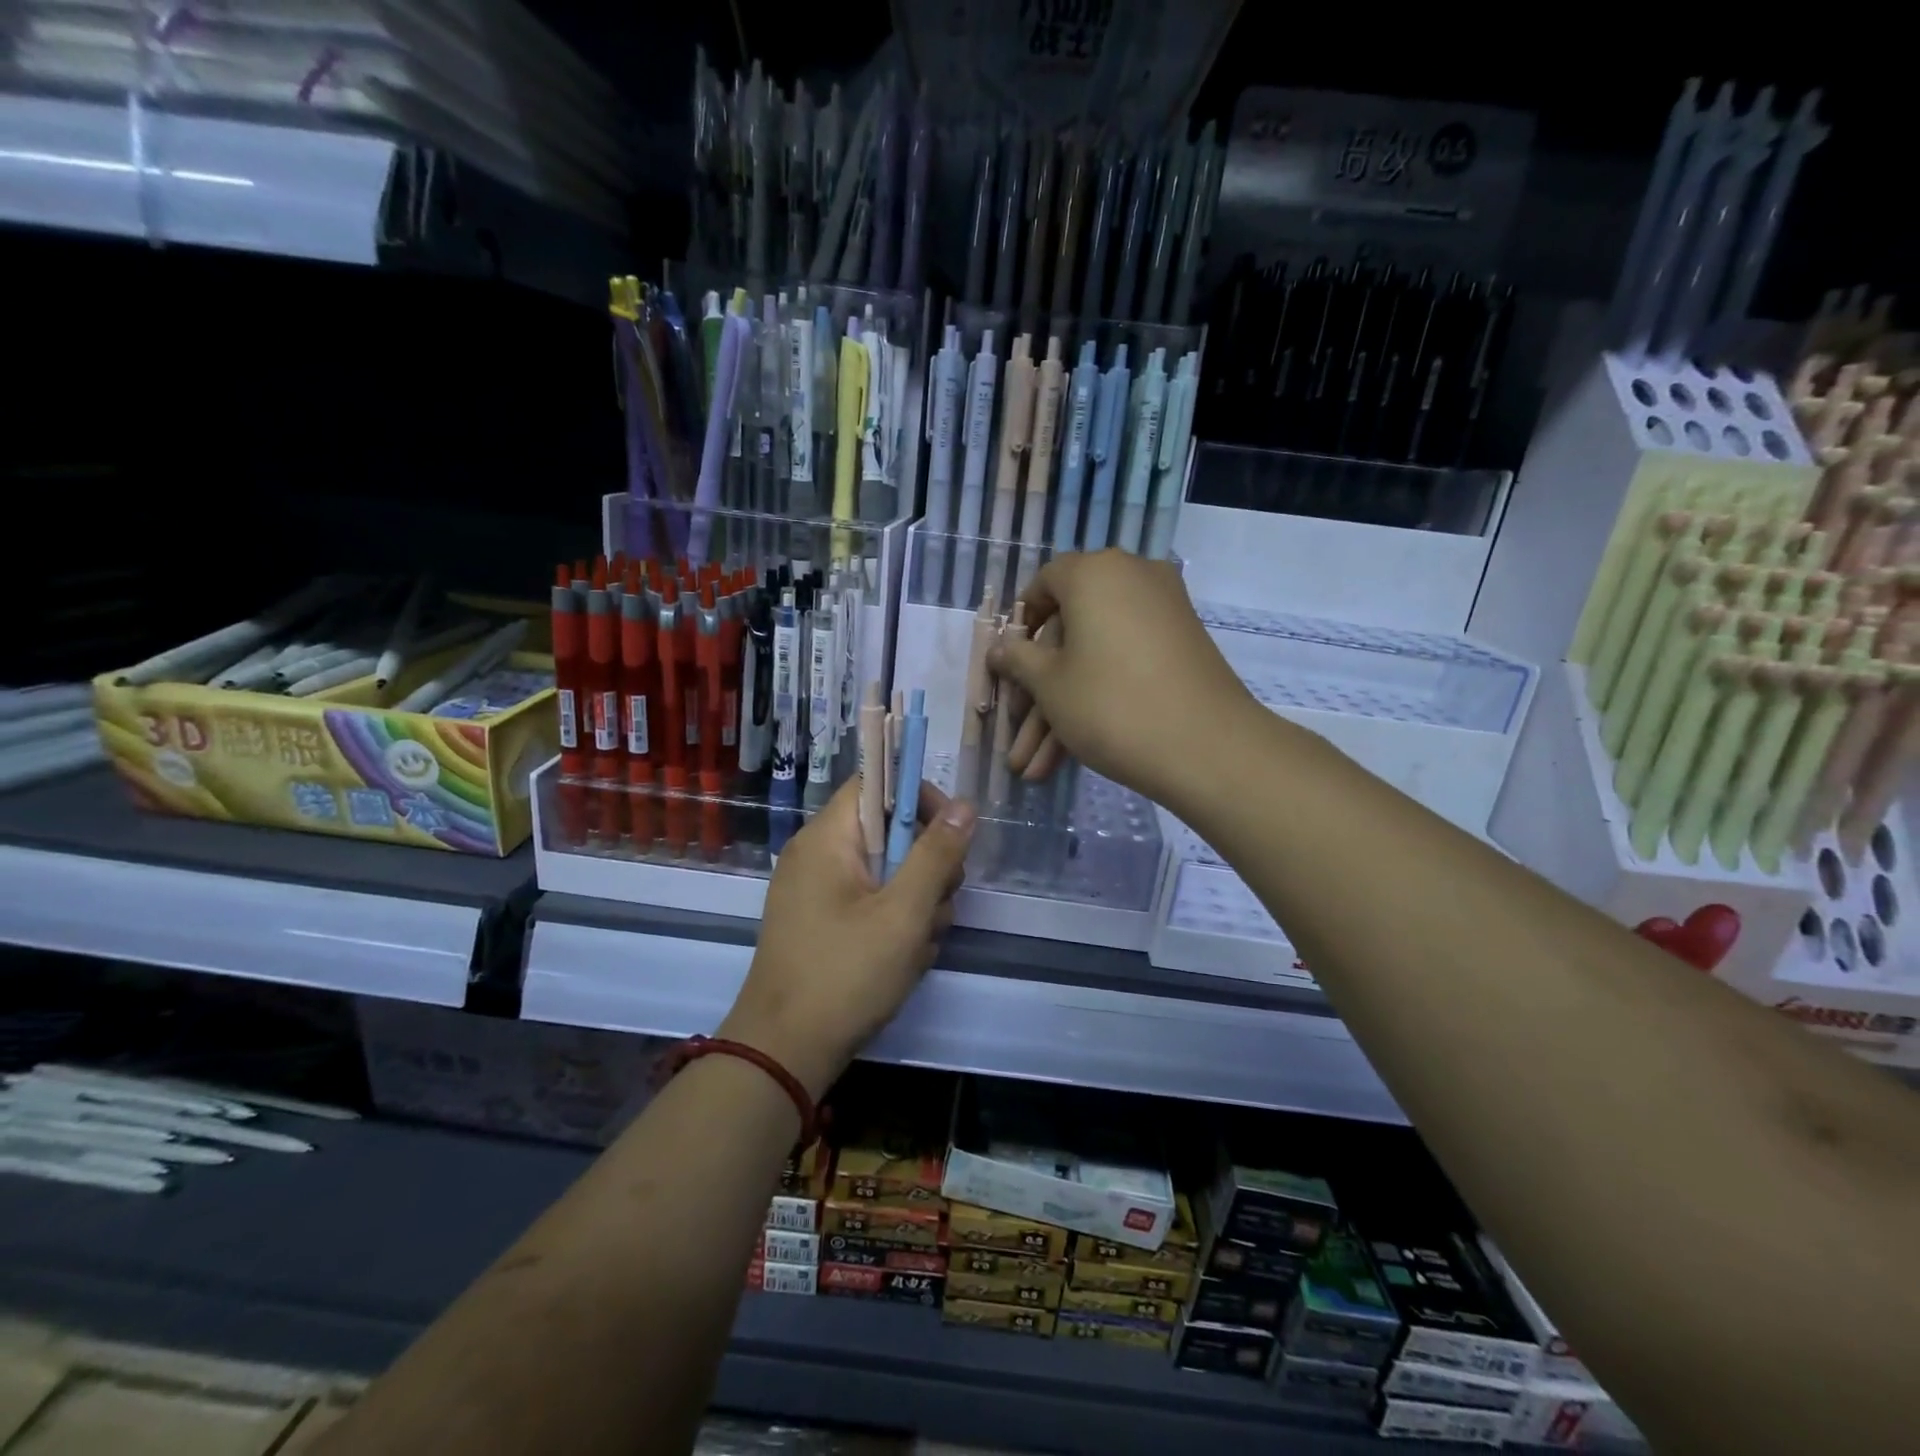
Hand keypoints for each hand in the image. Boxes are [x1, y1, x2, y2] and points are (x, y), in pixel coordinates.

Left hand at [720, 776, 974, 1098]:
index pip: (876, 783)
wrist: (784, 1053)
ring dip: (916, 903)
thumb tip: (964, 805)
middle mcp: (818, 856)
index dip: (918, 797)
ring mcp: (818, 892)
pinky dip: (895, 924)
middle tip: (937, 905)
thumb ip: (937, 854)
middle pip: (889, 831)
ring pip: (887, 873)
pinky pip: (872, 904)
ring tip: (918, 944)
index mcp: (828, 838)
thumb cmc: (846, 974)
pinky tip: (904, 960)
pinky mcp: (823, 924)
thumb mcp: (904, 912)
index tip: (951, 833)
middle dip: (925, 866)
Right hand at [987, 550, 1259, 807]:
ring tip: (1034, 770)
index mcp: (1095, 572)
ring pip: (1094, 659)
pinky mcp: (1181, 648)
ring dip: (1061, 713)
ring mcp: (1162, 613)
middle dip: (1037, 694)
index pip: (1045, 584)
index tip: (1008, 665)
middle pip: (1069, 633)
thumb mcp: (1049, 684)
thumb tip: (999, 648)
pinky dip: (1097, 702)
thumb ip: (1018, 659)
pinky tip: (1066, 758)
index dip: (1021, 625)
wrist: (1208, 748)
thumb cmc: (1110, 705)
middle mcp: (1132, 579)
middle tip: (1017, 739)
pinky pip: (1124, 666)